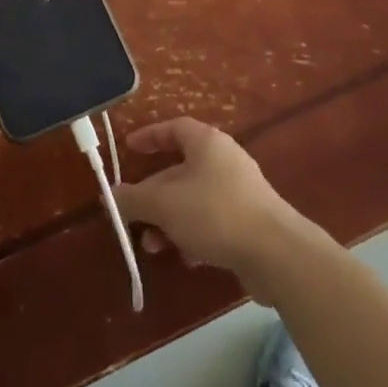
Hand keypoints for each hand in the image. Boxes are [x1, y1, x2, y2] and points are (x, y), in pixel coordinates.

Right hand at [115, 118, 307, 301]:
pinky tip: (186, 258)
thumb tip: (111, 196)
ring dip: (169, 221)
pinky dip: (193, 235)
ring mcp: (239, 191)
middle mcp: (223, 160)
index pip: (173, 128)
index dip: (149, 137)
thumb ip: (134, 199)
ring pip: (193, 200)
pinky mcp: (248, 221)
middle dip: (153, 195)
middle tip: (133, 216)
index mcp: (206, 143)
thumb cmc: (215, 213)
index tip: (129, 149)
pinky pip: (211, 221)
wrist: (276, 252)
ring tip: (154, 247)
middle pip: (179, 170)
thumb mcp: (165, 205)